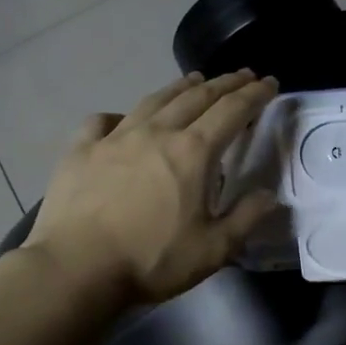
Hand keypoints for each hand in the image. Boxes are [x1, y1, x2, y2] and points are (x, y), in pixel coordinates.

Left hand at [26, 70, 279, 304]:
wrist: (76, 268)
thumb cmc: (151, 260)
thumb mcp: (213, 249)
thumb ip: (246, 218)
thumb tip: (268, 194)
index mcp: (193, 152)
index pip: (232, 111)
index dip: (254, 94)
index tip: (269, 83)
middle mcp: (157, 133)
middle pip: (197, 97)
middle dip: (224, 83)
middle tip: (242, 75)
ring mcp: (115, 138)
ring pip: (154, 100)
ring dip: (180, 87)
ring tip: (195, 80)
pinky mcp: (81, 150)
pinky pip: (102, 121)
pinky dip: (119, 115)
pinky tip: (122, 120)